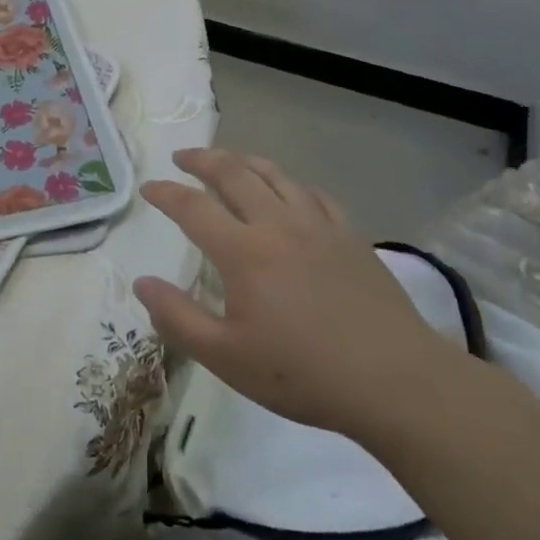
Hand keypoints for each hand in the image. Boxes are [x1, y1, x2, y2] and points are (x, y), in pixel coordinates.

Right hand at [132, 148, 464, 437]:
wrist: (397, 382)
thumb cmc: (303, 373)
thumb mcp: (226, 357)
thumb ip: (177, 317)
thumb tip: (141, 283)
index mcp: (243, 252)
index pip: (192, 207)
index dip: (166, 193)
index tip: (148, 188)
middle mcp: (278, 225)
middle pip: (234, 174)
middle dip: (202, 159)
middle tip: (182, 157)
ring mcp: (320, 227)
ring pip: (276, 175)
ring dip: (244, 161)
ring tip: (228, 160)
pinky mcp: (352, 237)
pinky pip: (315, 195)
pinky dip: (291, 184)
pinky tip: (289, 192)